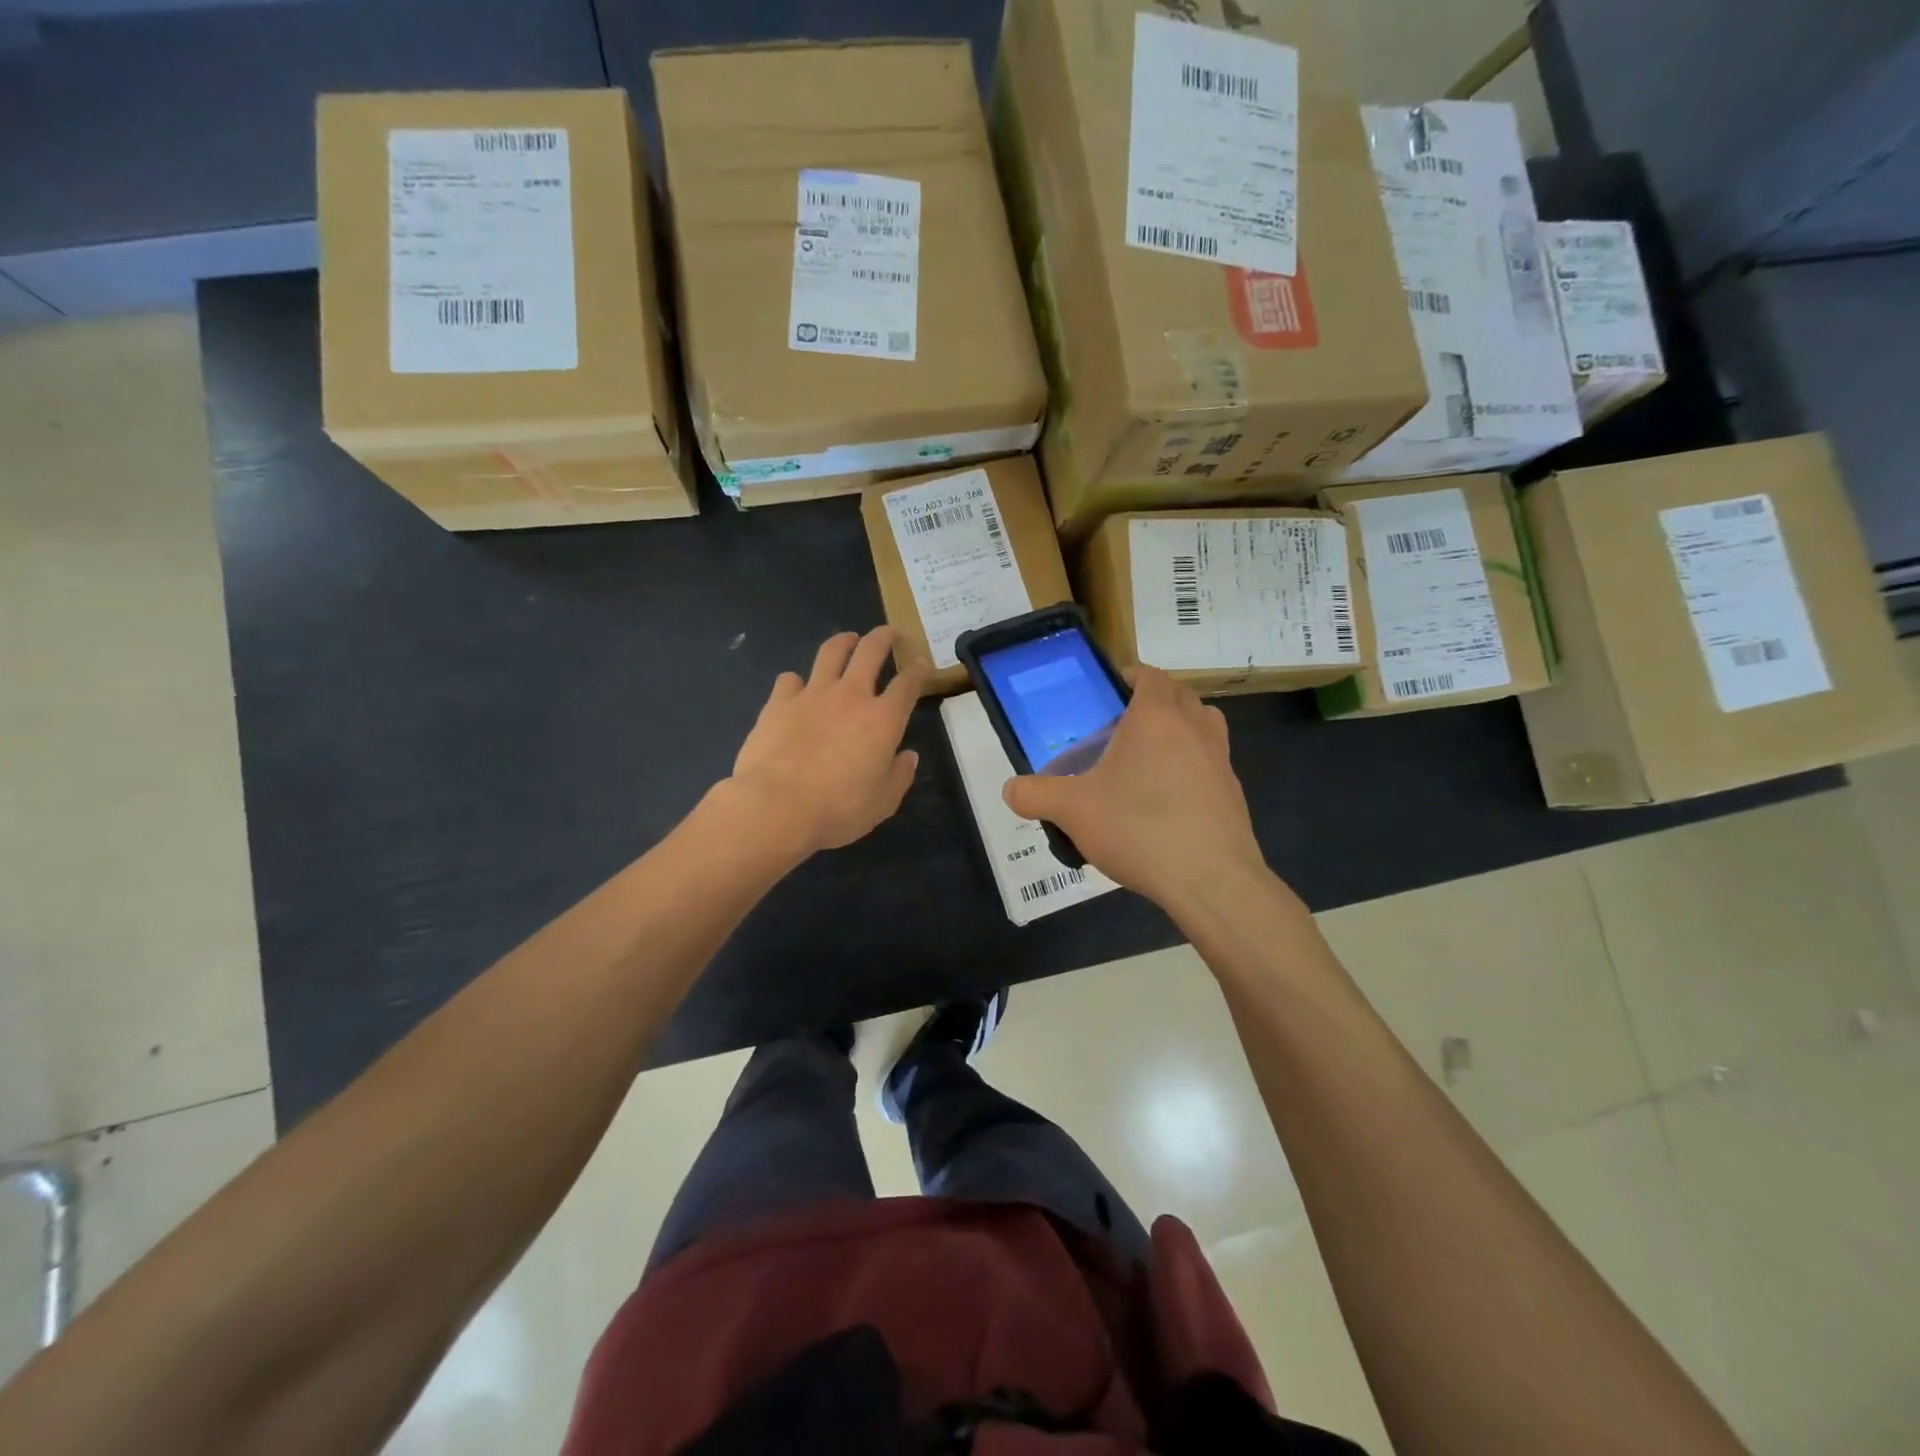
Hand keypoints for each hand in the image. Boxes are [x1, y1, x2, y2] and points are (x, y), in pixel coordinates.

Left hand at [728, 628, 924, 856]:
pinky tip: (797, 689)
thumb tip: (908, 756)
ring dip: (844, 641)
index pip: (908, 683)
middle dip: (886, 636)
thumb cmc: (838, 809)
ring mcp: (812, 694)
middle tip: (892, 634)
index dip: (919, 670)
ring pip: (831, 652)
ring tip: (848, 640)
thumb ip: (899, 776)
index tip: (922, 665)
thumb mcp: (882, 803)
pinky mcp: (778, 702)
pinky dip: (797, 681)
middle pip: (871, 650)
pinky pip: (790, 679)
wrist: (776, 806)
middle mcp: (851, 696)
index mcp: (883, 719)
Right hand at [1003, 667, 1267, 913]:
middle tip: (1121, 730)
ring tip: (1148, 761)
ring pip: (1203, 726)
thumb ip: (1037, 795)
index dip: (1131, 677)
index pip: (1150, 675)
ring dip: (1180, 731)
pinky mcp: (1234, 793)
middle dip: (1153, 704)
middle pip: (1179, 696)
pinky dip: (1192, 769)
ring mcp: (1220, 760)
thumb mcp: (1073, 811)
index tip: (1108, 695)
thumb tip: (1010, 790)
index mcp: (1157, 716)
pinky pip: (1211, 765)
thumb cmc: (1139, 828)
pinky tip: (1167, 803)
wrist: (1211, 880)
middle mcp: (1195, 727)